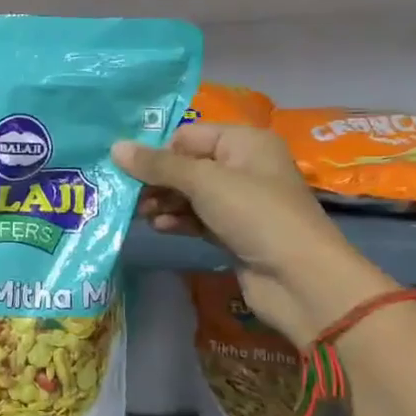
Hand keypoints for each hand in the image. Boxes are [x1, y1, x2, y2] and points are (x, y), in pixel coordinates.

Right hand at [112, 125, 396, 344]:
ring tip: (140, 214)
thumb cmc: (255, 215)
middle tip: (127, 196)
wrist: (300, 280)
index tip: (127, 170)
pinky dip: (178, 220)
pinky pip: (197, 218)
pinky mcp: (233, 232)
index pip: (188, 135)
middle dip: (156, 180)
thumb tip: (115, 147)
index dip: (158, 151)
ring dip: (163, 202)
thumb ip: (158, 165)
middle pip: (186, 165)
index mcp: (244, 142)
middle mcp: (243, 167)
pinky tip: (160, 227)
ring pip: (189, 194)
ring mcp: (239, 202)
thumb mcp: (204, 182)